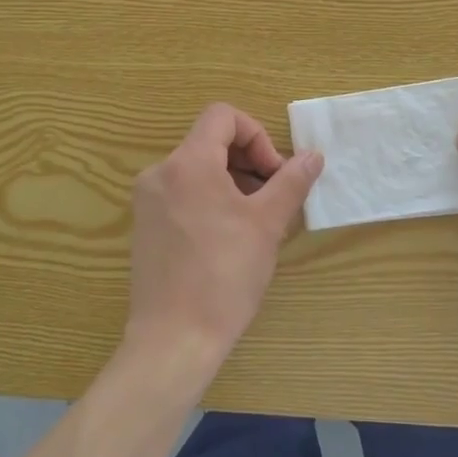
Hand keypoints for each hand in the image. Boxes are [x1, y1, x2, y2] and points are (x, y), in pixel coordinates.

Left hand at [125, 103, 324, 378]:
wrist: (173, 340)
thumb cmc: (224, 277)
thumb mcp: (267, 225)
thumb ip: (291, 182)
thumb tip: (312, 156)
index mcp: (187, 163)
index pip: (222, 116)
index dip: (257, 135)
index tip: (274, 174)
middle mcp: (160, 173)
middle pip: (209, 141)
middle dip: (248, 161)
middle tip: (272, 198)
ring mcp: (147, 201)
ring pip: (197, 169)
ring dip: (232, 181)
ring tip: (255, 221)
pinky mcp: (144, 226)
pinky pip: (182, 193)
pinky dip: (210, 199)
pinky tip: (228, 237)